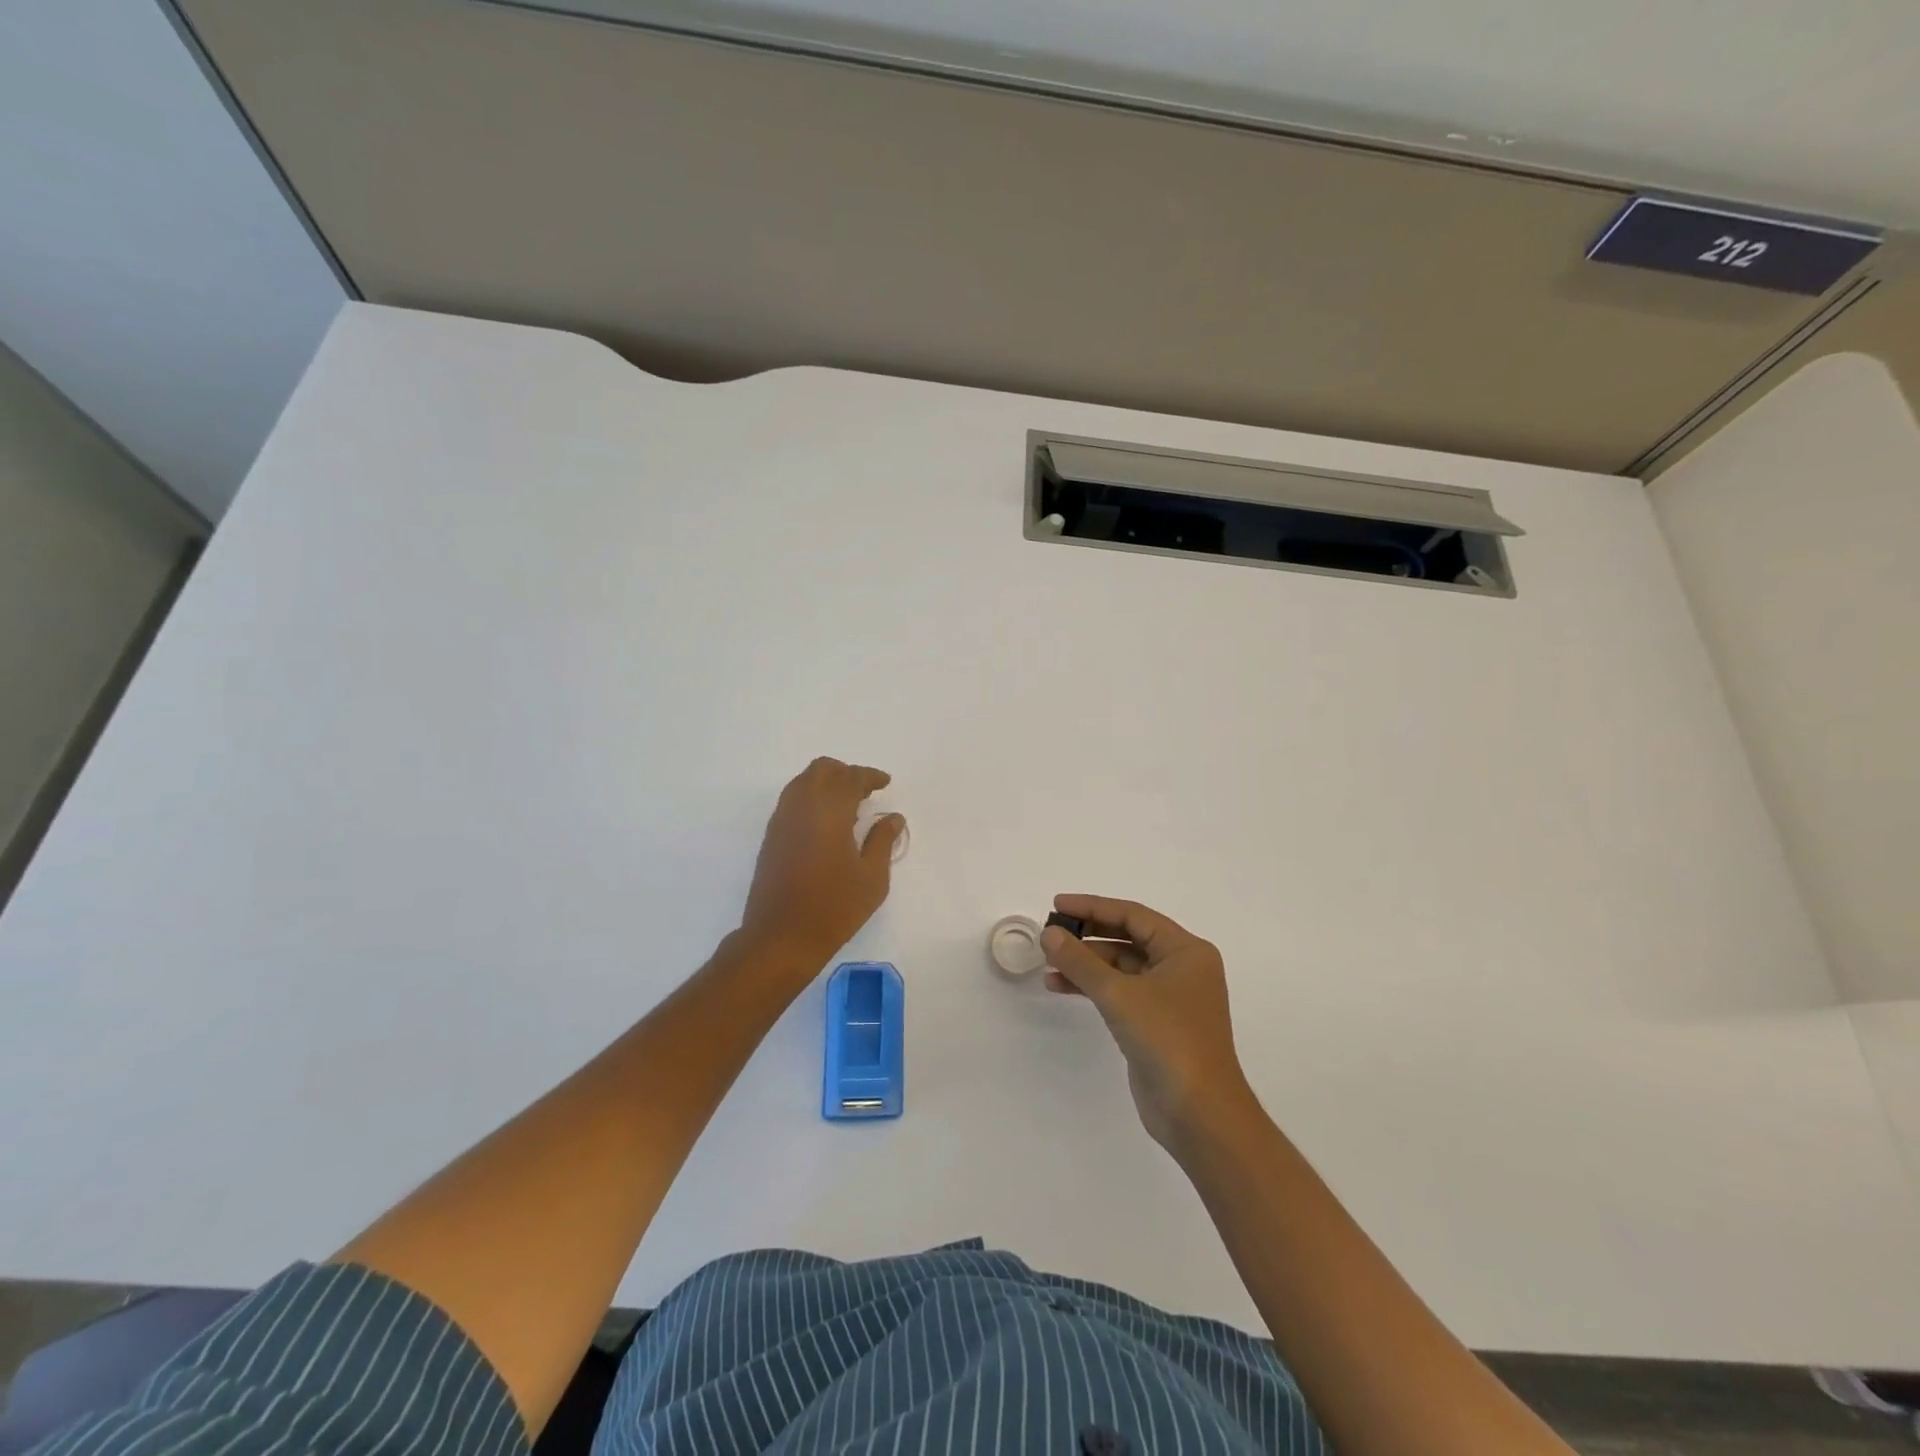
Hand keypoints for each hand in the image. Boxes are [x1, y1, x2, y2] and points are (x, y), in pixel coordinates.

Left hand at [740, 758, 903, 967]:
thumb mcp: (872, 878)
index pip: (849, 778)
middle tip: (865, 792)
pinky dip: (811, 799)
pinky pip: (792, 801)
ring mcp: (781, 822)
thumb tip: (893, 817)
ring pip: (802, 783)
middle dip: (845, 773)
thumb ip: (882, 841)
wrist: (781, 938)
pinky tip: (827, 824)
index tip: (885, 783)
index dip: (869, 776)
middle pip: (821, 770)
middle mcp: (801, 808)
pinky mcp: (771, 838)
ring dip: (826, 784)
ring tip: (848, 807)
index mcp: (829, 812)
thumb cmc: (834, 908)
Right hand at [1042, 894, 1256, 1152]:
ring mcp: (1170, 997)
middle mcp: (1181, 968)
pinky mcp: (1157, 1024)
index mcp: (1186, 951)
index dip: (1093, 907)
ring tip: (1047, 963)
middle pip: (1127, 938)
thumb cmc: (1168, 1040)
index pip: (1133, 915)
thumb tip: (1049, 933)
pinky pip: (1120, 992)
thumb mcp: (1119, 994)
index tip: (1057, 905)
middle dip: (1087, 936)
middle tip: (1049, 934)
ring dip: (1085, 964)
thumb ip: (1081, 961)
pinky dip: (1093, 987)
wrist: (1199, 1114)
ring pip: (1121, 967)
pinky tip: (1061, 986)